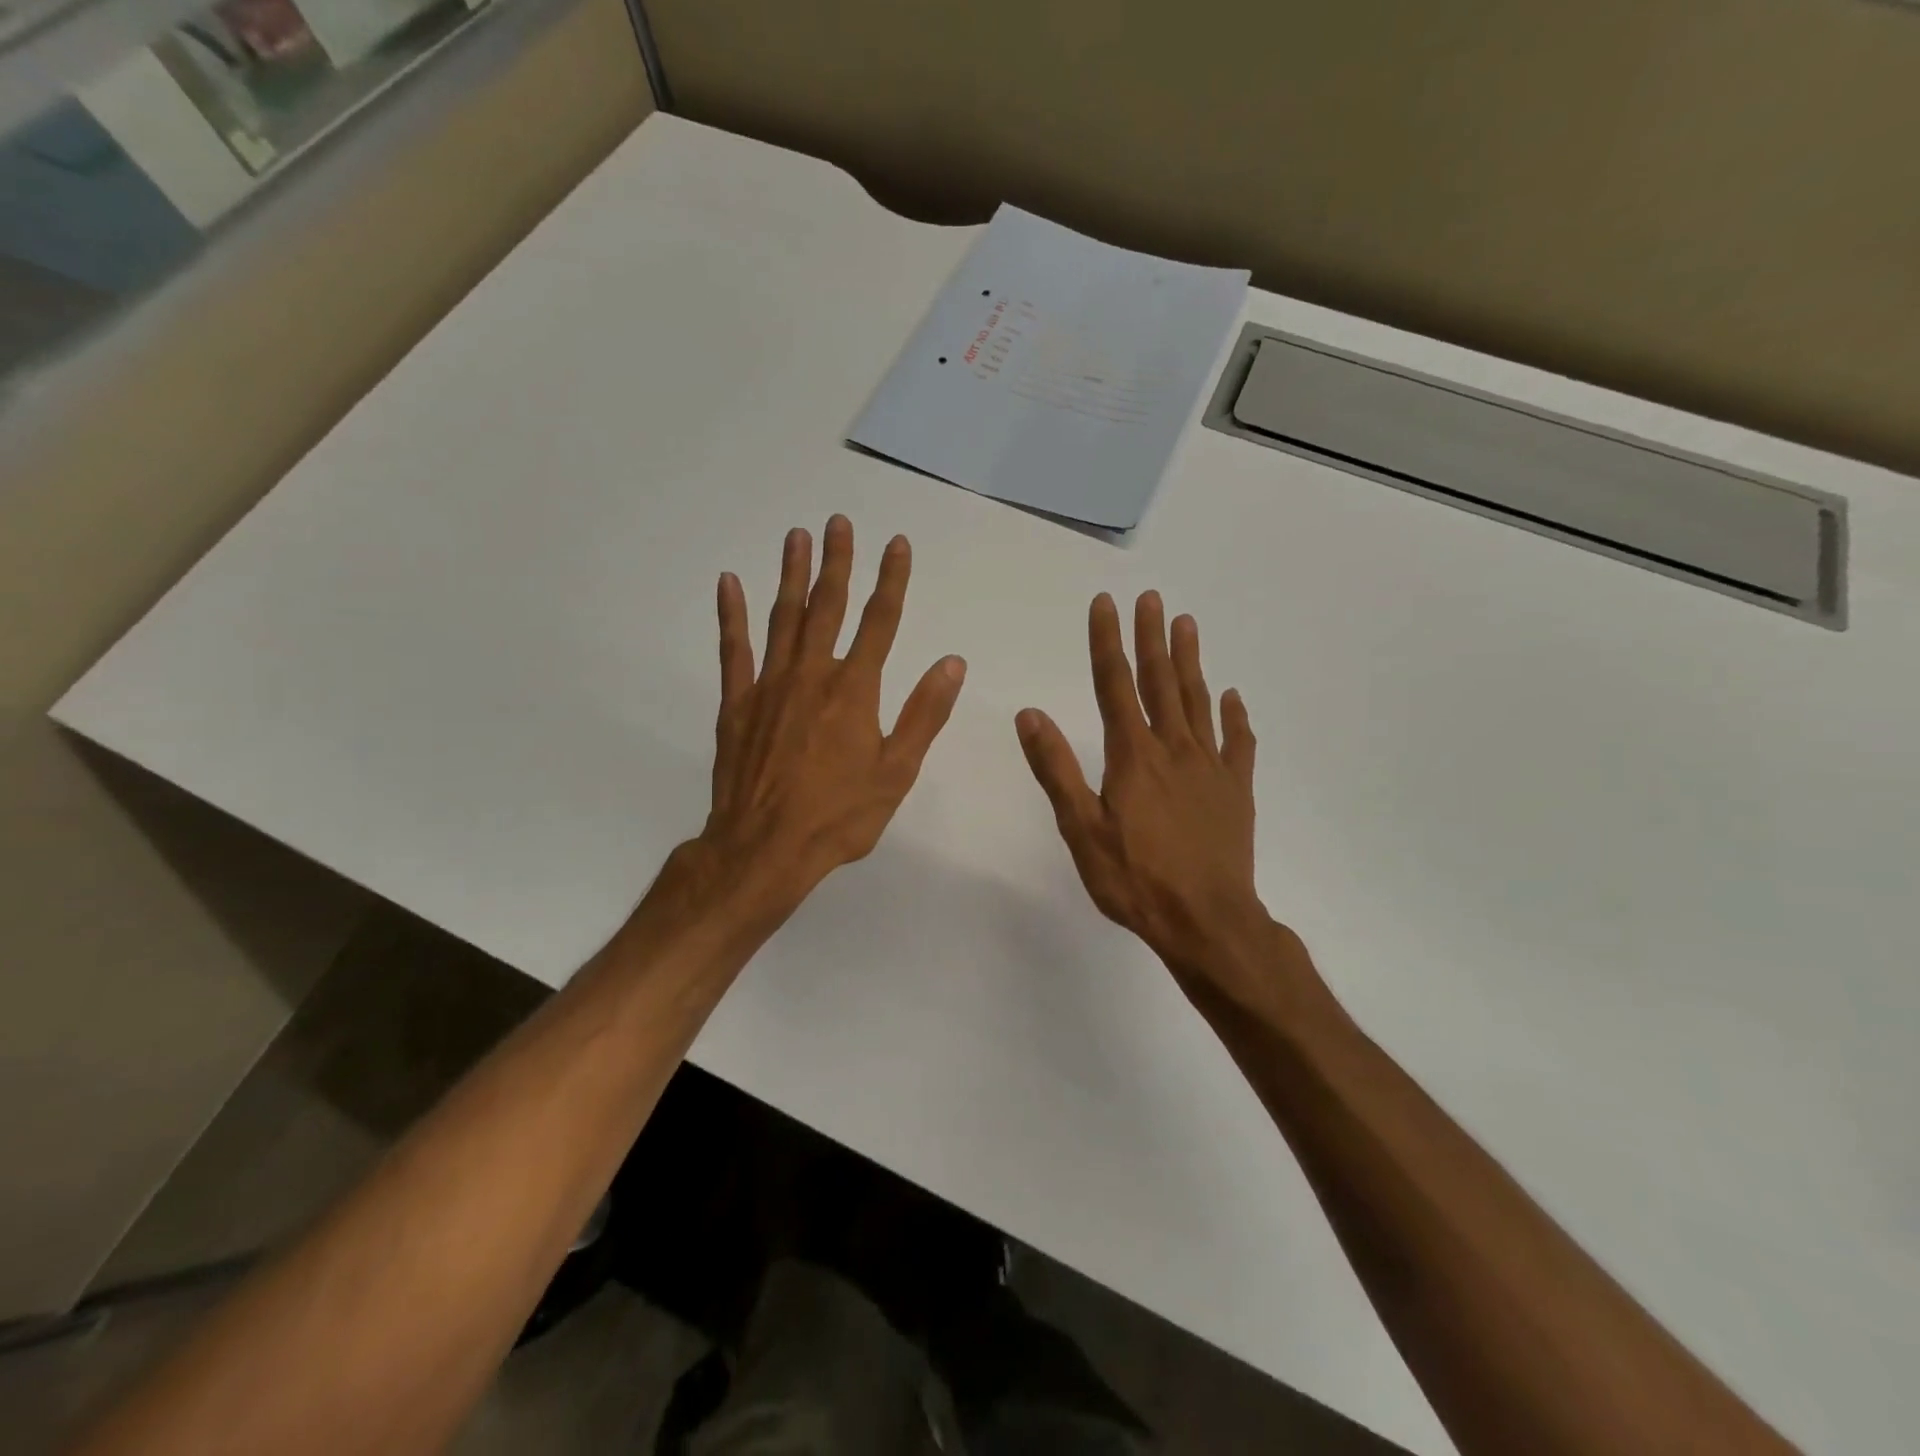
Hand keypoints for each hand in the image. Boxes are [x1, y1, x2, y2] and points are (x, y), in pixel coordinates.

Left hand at [696, 515, 965, 910]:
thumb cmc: (839, 816)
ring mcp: (769, 686)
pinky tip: (729, 583)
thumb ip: (924, 715)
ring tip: (796, 536)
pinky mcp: (737, 704)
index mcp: (855, 691)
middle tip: (838, 521)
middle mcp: (812, 675)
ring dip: (791, 575)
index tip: (897, 544)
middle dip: (837, 562)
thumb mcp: (896, 772)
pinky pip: (734, 649)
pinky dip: (731, 615)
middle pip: (827, 607)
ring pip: (782, 617)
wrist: (764, 849)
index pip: (880, 622)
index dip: (891, 580)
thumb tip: (951, 663)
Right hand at [1016, 591, 1314, 1015]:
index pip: (1115, 685)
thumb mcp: (1082, 829)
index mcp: (1133, 756)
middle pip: (1161, 682)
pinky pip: (1237, 743)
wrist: (1207, 922)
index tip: (1106, 604)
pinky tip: (1232, 696)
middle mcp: (1174, 749)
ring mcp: (1210, 767)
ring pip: (1199, 702)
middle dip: (1152, 637)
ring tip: (1187, 623)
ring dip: (1190, 661)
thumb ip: (1056, 769)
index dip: (1108, 642)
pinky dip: (1235, 716)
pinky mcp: (1235, 790)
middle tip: (1152, 598)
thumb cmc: (1136, 880)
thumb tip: (1030, 714)